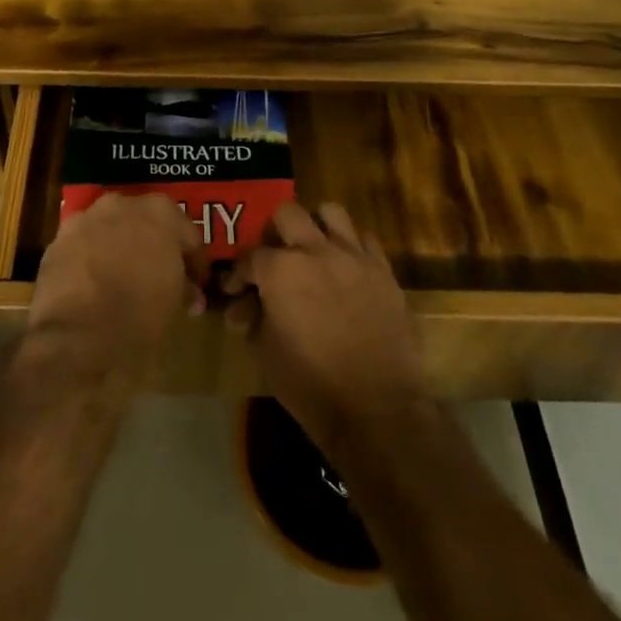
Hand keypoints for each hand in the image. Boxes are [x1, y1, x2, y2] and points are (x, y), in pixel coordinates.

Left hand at [20, 193, 204, 397]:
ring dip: (120, 247)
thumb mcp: (174, 306)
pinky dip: (91, 259)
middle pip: (146, 222)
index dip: (195, 262)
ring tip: (124, 279)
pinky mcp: (57, 241)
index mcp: (160, 213)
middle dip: (154, 246)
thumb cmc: (138, 320)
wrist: (76, 341)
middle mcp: (122, 204)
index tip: (196, 285)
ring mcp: (85, 219)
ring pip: (111, 229)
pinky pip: (84, 245)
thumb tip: (187, 292)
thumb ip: (183, 288)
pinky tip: (94, 285)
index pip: (188, 234)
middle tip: (161, 276)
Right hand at [224, 202, 427, 459]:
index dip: (239, 274)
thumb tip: (243, 307)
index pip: (250, 257)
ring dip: (317, 227)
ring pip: (331, 212)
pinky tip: (346, 268)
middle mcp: (315, 250)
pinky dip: (351, 246)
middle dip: (275, 233)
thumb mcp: (265, 353)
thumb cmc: (311, 385)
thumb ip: (252, 319)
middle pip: (288, 213)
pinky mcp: (383, 270)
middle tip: (276, 258)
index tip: (237, 291)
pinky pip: (364, 239)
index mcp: (280, 269)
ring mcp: (353, 256)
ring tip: (313, 251)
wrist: (377, 408)